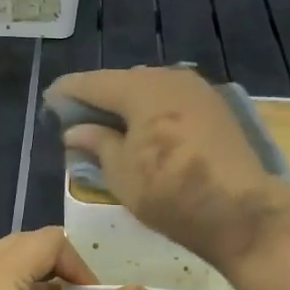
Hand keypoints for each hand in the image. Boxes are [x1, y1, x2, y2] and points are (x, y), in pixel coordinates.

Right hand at [47, 67, 289, 272]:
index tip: (49, 100)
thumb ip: (97, 144)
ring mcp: (197, 91)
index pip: (93, 83)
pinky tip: (145, 132)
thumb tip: (75, 131)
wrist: (240, 211)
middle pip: (123, 82)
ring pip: (151, 90)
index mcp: (140, 89)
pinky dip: (153, 112)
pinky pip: (172, 102)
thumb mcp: (121, 173)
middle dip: (100, 98)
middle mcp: (169, 78)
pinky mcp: (216, 109)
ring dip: (128, 105)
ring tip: (110, 127)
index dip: (68, 92)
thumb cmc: (169, 192)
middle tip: (78, 119)